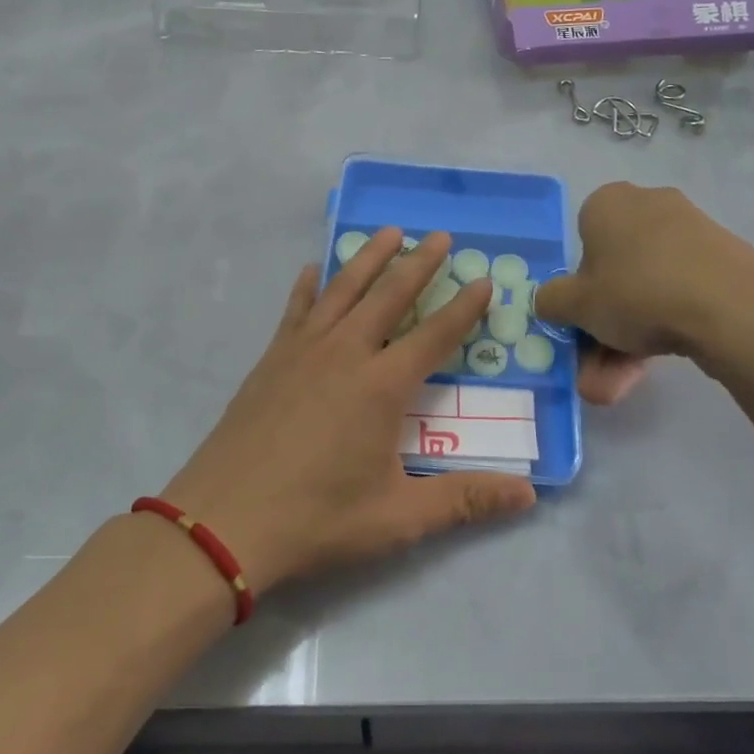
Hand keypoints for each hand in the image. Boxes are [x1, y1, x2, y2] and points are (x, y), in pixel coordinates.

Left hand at [160, 229, 537, 593]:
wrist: (224, 521)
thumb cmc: (317, 519)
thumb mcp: (398, 517)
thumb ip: (465, 500)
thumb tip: (530, 496)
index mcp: (381, 387)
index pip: (435, 336)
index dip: (463, 308)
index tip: (482, 279)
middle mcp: (345, 354)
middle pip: (389, 296)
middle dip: (418, 263)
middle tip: (439, 235)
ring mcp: (303, 351)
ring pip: (342, 289)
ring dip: (368, 258)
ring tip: (388, 232)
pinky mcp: (271, 360)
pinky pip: (295, 309)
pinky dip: (308, 286)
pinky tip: (311, 270)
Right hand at [535, 183, 753, 397]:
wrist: (731, 306)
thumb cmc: (636, 291)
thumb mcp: (575, 304)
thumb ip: (551, 302)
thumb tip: (551, 302)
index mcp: (607, 203)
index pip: (581, 242)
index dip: (578, 286)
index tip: (581, 320)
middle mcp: (648, 207)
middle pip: (615, 275)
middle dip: (602, 330)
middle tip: (595, 372)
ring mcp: (690, 233)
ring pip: (645, 292)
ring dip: (626, 342)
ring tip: (619, 387)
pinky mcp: (721, 261)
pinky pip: (678, 294)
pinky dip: (662, 329)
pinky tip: (652, 369)